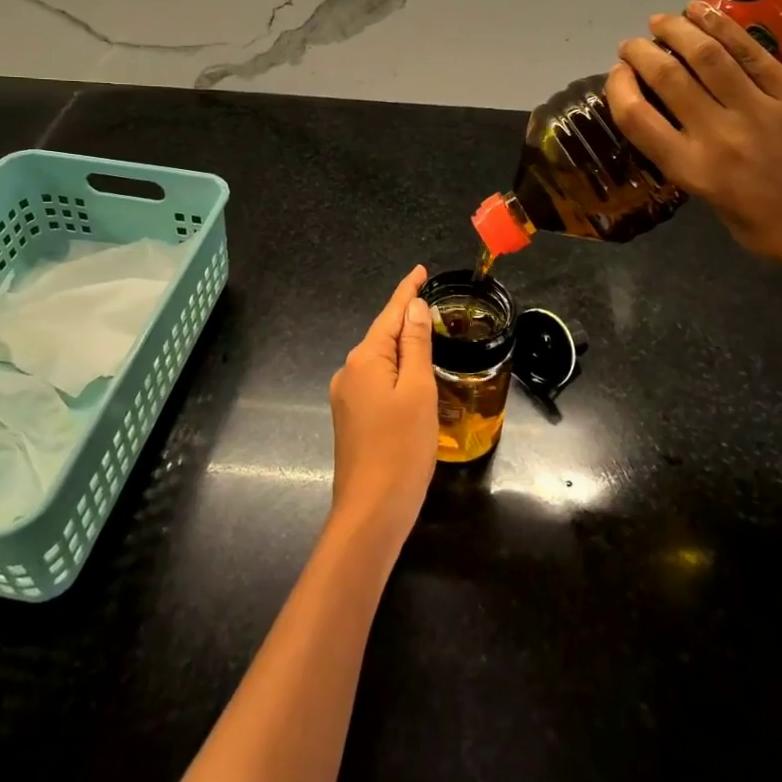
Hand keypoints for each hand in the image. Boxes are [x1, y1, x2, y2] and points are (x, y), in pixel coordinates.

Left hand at [326, 265, 437, 542]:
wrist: (371, 510)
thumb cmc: (402, 447)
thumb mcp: (418, 391)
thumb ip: (416, 346)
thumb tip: (414, 308)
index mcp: (365, 359)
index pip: (390, 314)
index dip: (407, 291)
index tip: (420, 271)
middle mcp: (349, 371)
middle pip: (383, 335)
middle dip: (406, 321)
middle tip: (435, 309)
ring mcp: (346, 397)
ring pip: (379, 361)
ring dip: (402, 349)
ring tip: (429, 342)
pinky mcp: (350, 419)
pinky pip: (376, 382)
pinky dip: (396, 373)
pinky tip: (412, 381)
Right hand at [605, 3, 781, 280]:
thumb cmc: (767, 227)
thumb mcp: (709, 201)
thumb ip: (686, 157)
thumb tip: (668, 116)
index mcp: (692, 169)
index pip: (636, 117)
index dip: (618, 87)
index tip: (618, 74)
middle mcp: (719, 135)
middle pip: (668, 77)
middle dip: (641, 52)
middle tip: (633, 44)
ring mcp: (761, 110)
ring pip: (708, 55)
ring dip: (677, 30)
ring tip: (662, 20)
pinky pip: (752, 52)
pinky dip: (721, 26)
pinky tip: (702, 11)